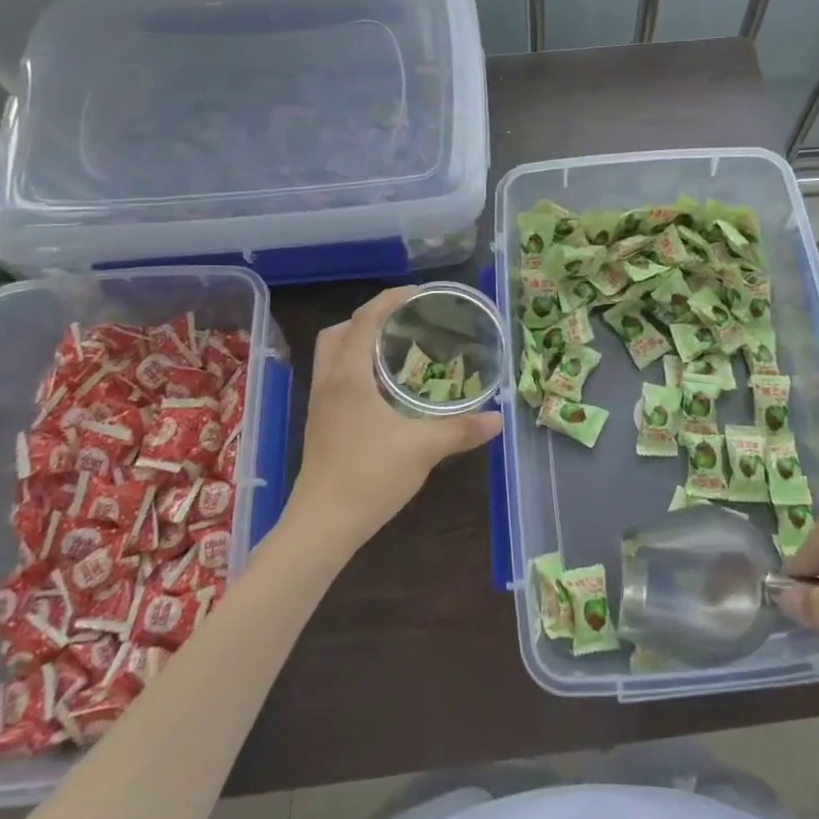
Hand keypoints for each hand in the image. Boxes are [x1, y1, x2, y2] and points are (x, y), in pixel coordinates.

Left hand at [283, 287, 500, 552]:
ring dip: (359, 341)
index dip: (390, 299)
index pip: (365, 319)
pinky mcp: (321, 424)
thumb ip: (462, 429)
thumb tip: (498, 419)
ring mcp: (320, 404)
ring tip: (396, 349)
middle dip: (370, 317)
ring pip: (332, 354)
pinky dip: (355, 366)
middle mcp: (329, 381)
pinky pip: (334, 377)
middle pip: (339, 331)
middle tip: (405, 320)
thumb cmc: (369, 476)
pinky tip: (383, 387)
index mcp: (348, 375)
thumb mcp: (424, 448)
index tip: (420, 294)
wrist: (323, 525)